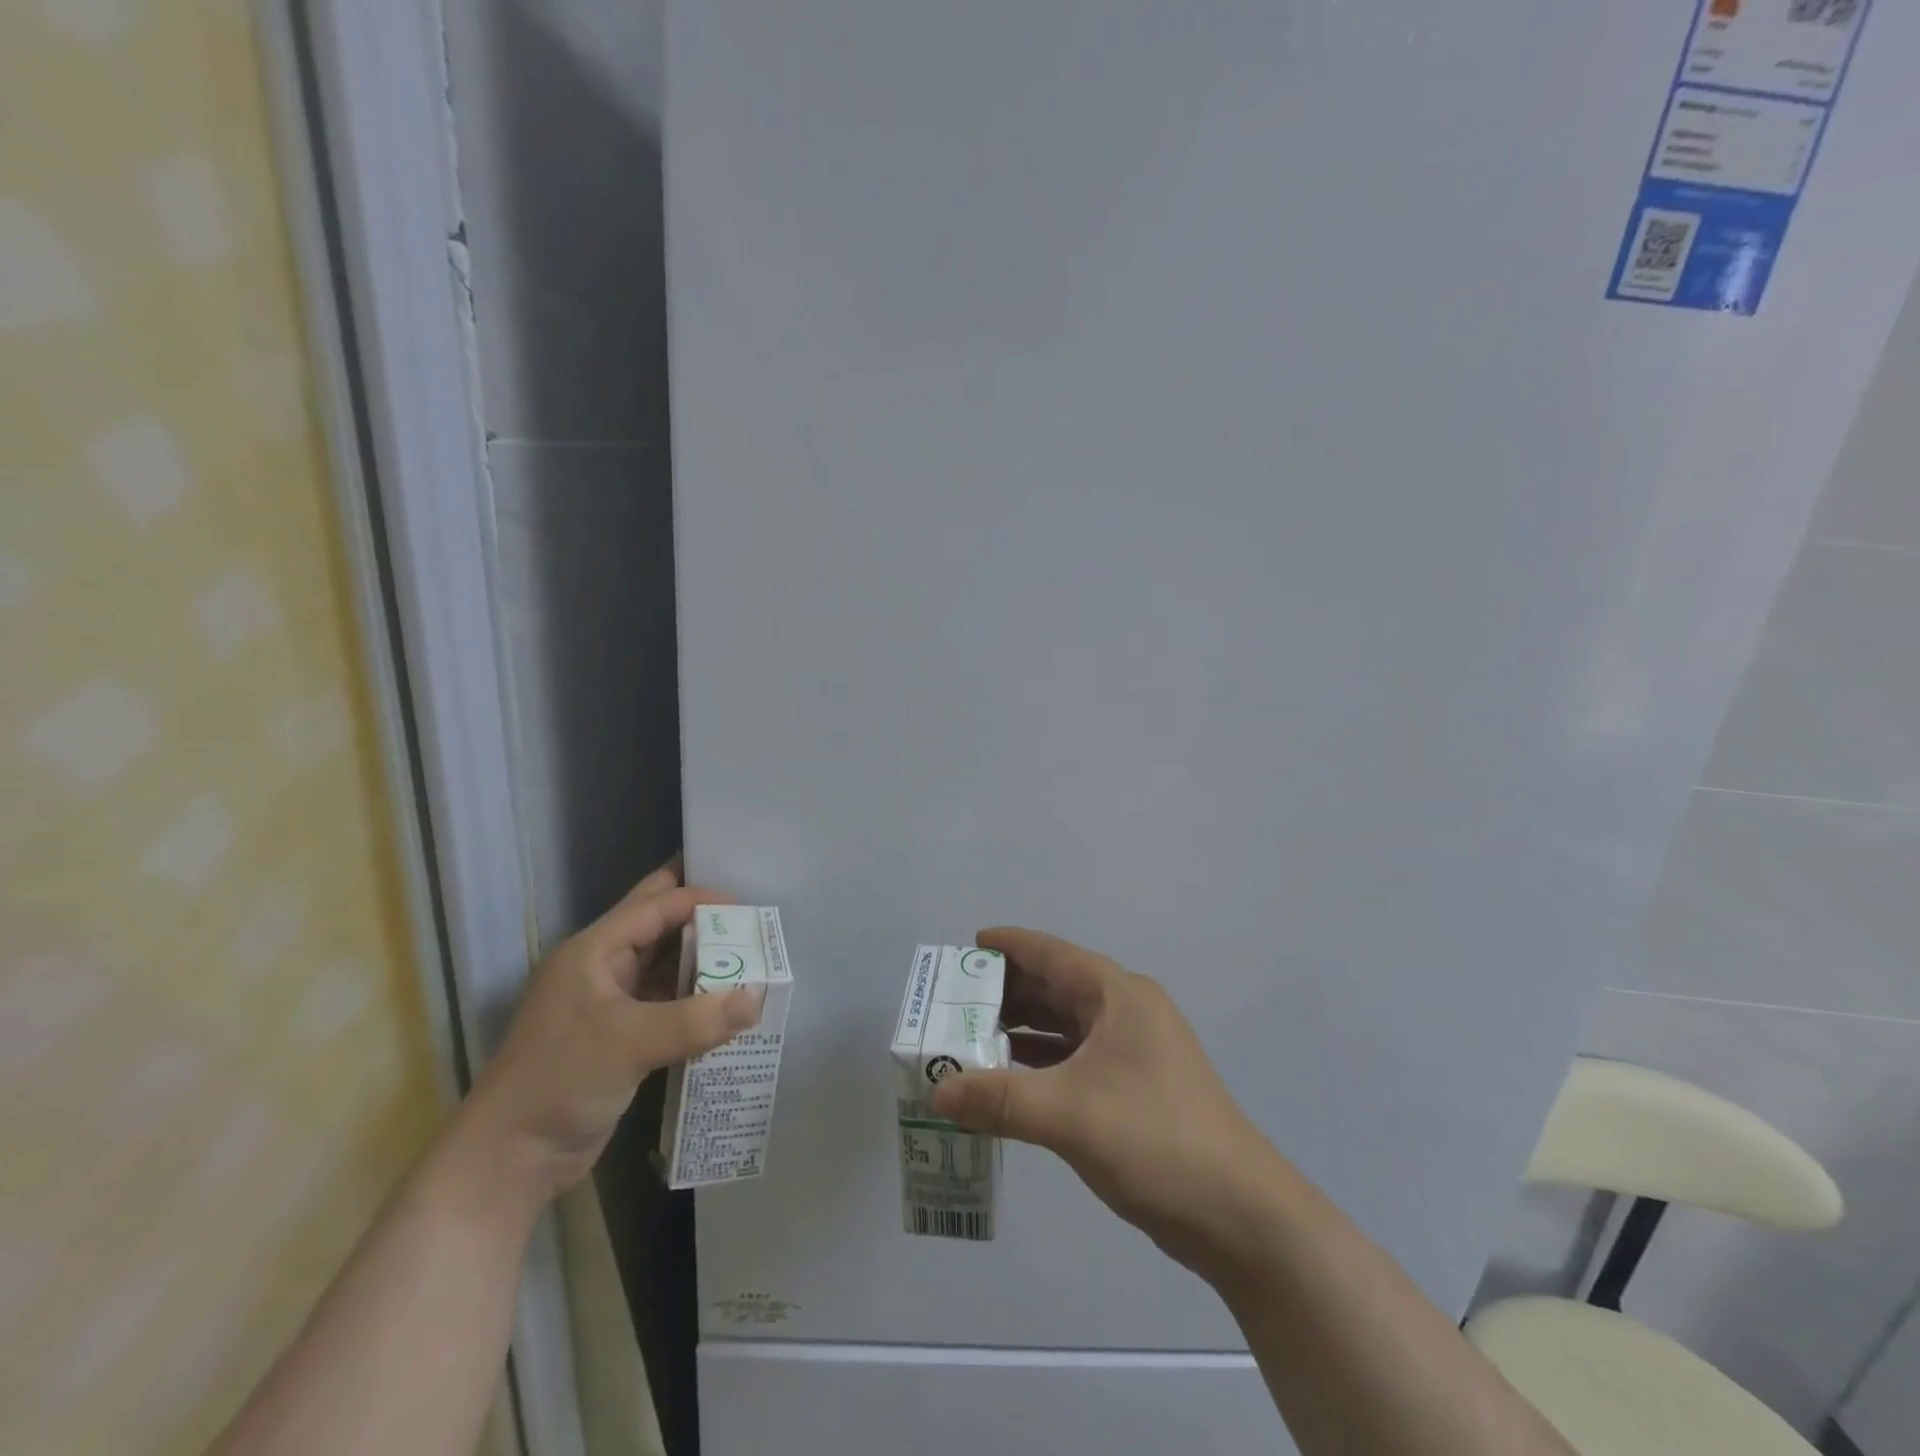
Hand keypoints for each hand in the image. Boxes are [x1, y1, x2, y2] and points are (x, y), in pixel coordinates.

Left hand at [457, 860, 762, 1202]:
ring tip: (751, 954)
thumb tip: (757, 1000)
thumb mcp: (631, 1044)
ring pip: (665, 962)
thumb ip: (697, 1019)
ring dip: (703, 958)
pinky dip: (696, 995)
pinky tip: (729, 1000)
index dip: (702, 899)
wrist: (510, 1160)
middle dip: (702, 915)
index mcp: (594, 950)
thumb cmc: (561, 1082)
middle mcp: (602, 965)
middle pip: (659, 923)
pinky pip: (667, 999)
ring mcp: (610, 1001)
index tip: (750, 909)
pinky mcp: (621, 1034)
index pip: (657, 904)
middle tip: (750, 912)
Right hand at [931, 927, 1280, 1276]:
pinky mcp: (1134, 1089)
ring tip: (969, 1039)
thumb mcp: (1070, 1114)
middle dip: (1006, 993)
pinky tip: (1007, 1081)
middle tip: (954, 1004)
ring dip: (1020, 1031)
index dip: (1009, 946)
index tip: (966, 946)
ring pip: (1064, 1026)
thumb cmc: (1156, 1139)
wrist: (1240, 1215)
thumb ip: (998, 1099)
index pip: (1052, 954)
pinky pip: (1074, 1060)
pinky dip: (1039, 1065)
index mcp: (1118, 995)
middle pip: (1055, 988)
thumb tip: (936, 1090)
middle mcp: (1126, 1012)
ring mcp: (1133, 1052)